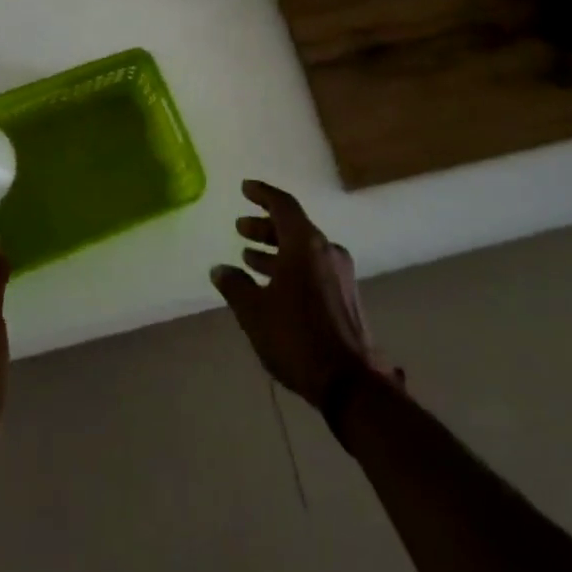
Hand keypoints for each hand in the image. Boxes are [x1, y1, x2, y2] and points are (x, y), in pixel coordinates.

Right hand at [211, 180, 388, 408]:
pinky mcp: (346, 296)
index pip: (282, 205)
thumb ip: (235, 286)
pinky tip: (272, 286)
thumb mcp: (255, 312)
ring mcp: (341, 274)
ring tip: (248, 258)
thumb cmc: (297, 337)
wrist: (351, 383)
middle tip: (240, 229)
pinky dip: (290, 267)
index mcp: (306, 244)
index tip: (244, 188)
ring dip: (276, 250)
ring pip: (303, 249)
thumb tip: (220, 269)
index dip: (262, 194)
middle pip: (293, 227)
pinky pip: (313, 268)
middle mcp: (327, 251)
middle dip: (264, 226)